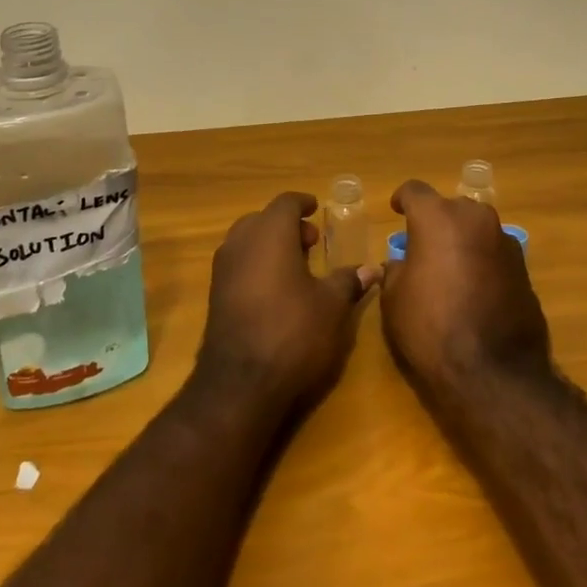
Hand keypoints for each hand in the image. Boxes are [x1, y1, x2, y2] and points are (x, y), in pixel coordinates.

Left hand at [196, 192, 376, 410]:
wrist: (239, 384)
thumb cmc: (293, 332)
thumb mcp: (331, 306)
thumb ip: (348, 281)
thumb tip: (371, 268)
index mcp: (270, 233)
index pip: (286, 203)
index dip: (303, 203)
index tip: (317, 208)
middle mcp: (241, 243)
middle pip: (263, 219)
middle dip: (287, 225)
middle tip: (311, 242)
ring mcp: (222, 269)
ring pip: (247, 241)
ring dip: (270, 244)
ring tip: (296, 266)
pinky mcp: (214, 295)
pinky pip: (238, 264)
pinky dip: (256, 264)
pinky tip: (276, 290)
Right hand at [381, 180, 551, 396]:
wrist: (494, 372)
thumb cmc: (430, 328)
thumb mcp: (394, 299)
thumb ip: (397, 270)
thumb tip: (404, 264)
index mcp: (438, 217)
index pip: (415, 190)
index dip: (402, 199)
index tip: (397, 211)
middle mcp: (475, 219)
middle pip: (451, 208)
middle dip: (437, 221)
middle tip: (424, 247)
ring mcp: (505, 242)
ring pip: (477, 229)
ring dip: (463, 241)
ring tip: (451, 270)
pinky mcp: (525, 269)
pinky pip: (495, 254)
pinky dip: (483, 263)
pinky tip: (475, 291)